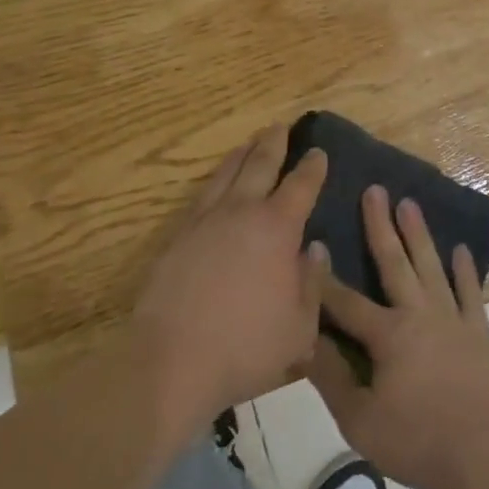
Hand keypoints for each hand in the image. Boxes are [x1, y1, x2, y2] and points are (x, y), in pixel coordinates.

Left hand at [132, 125, 327, 440]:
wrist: (171, 362)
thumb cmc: (246, 348)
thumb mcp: (300, 328)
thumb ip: (312, 283)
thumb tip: (314, 249)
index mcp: (277, 228)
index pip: (301, 186)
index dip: (312, 167)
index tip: (318, 151)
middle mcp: (242, 212)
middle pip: (260, 164)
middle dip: (274, 143)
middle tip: (281, 126)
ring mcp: (205, 221)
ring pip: (227, 173)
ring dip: (242, 154)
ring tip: (250, 142)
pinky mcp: (178, 237)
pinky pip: (202, 195)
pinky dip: (216, 179)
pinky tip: (217, 183)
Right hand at [309, 185, 488, 488]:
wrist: (484, 455)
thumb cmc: (417, 440)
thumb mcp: (360, 421)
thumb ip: (332, 378)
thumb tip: (305, 341)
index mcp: (387, 334)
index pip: (346, 301)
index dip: (324, 277)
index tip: (312, 243)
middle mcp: (418, 312)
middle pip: (395, 261)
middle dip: (380, 225)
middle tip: (375, 189)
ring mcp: (452, 317)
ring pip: (431, 265)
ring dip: (419, 233)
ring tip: (410, 203)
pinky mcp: (477, 331)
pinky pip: (470, 292)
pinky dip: (465, 270)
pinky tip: (461, 250)